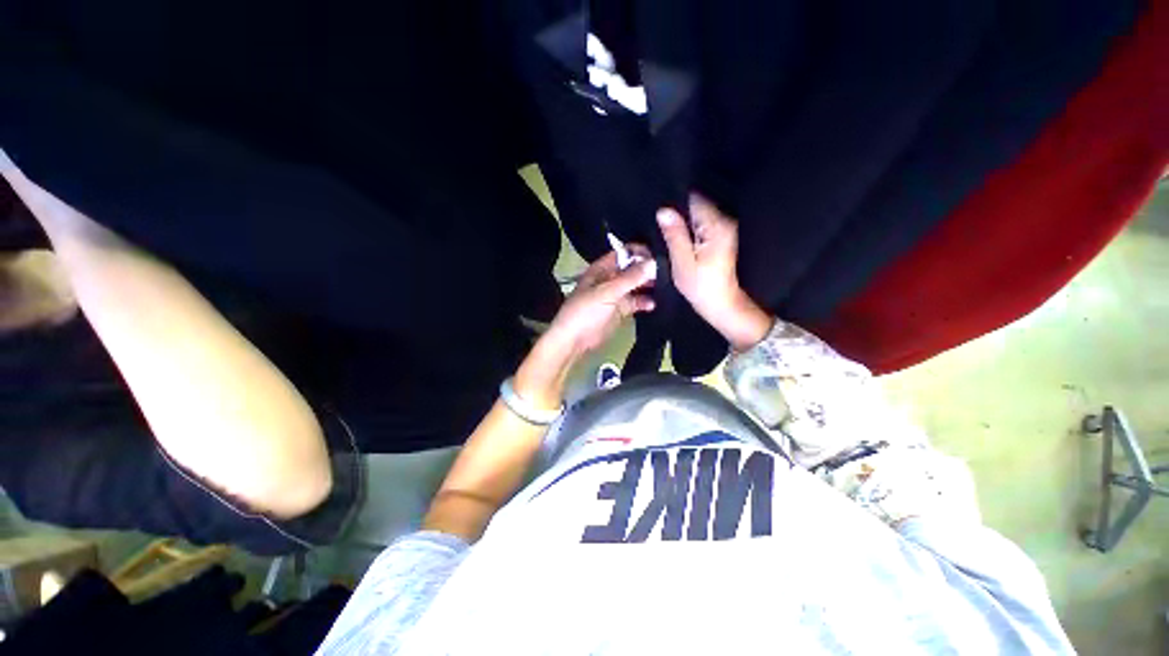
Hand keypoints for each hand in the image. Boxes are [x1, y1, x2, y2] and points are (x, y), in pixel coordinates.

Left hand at [515, 249, 656, 408]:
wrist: (574, 340)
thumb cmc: (586, 311)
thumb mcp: (607, 292)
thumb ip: (631, 278)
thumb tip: (654, 263)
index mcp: (602, 269)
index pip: (624, 253)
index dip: (640, 253)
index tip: (660, 256)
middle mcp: (610, 278)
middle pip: (632, 269)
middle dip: (648, 270)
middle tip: (668, 273)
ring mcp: (616, 295)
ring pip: (636, 286)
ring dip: (649, 286)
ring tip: (666, 287)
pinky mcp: (620, 310)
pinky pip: (635, 302)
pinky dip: (644, 302)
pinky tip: (654, 304)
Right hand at [657, 195, 771, 350]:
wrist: (721, 303)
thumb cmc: (701, 286)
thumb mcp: (682, 262)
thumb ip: (674, 235)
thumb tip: (663, 210)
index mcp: (716, 226)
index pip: (694, 200)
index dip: (675, 204)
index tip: (661, 215)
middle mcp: (724, 222)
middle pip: (696, 206)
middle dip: (677, 213)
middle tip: (661, 227)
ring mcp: (724, 228)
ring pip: (697, 215)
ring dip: (682, 222)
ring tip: (667, 234)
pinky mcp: (721, 236)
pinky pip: (700, 224)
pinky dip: (689, 229)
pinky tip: (679, 240)